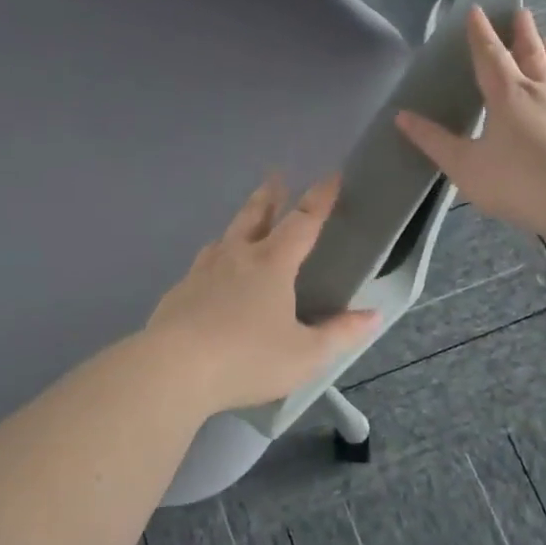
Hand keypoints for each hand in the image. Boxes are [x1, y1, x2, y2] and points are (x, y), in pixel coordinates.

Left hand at [143, 176, 378, 414]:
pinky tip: (211, 273)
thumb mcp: (305, 355)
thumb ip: (340, 334)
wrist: (173, 369)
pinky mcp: (178, 292)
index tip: (331, 176)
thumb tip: (373, 315)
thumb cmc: (247, 359)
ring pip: (225, 236)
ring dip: (240, 223)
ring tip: (244, 223)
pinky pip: (202, 264)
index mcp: (271, 264)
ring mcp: (202, 272)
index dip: (320, 199)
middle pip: (255, 215)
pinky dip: (215, 258)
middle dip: (270, 195)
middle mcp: (236, 257)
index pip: (302, 222)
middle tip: (276, 176)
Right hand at [396, 6, 545, 233]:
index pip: (489, 55)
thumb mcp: (465, 165)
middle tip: (521, 13)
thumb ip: (435, 141)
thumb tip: (402, 117)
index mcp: (506, 95)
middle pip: (529, 54)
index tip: (477, 11)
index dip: (480, 33)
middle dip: (521, 34)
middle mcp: (538, 92)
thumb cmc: (517, 180)